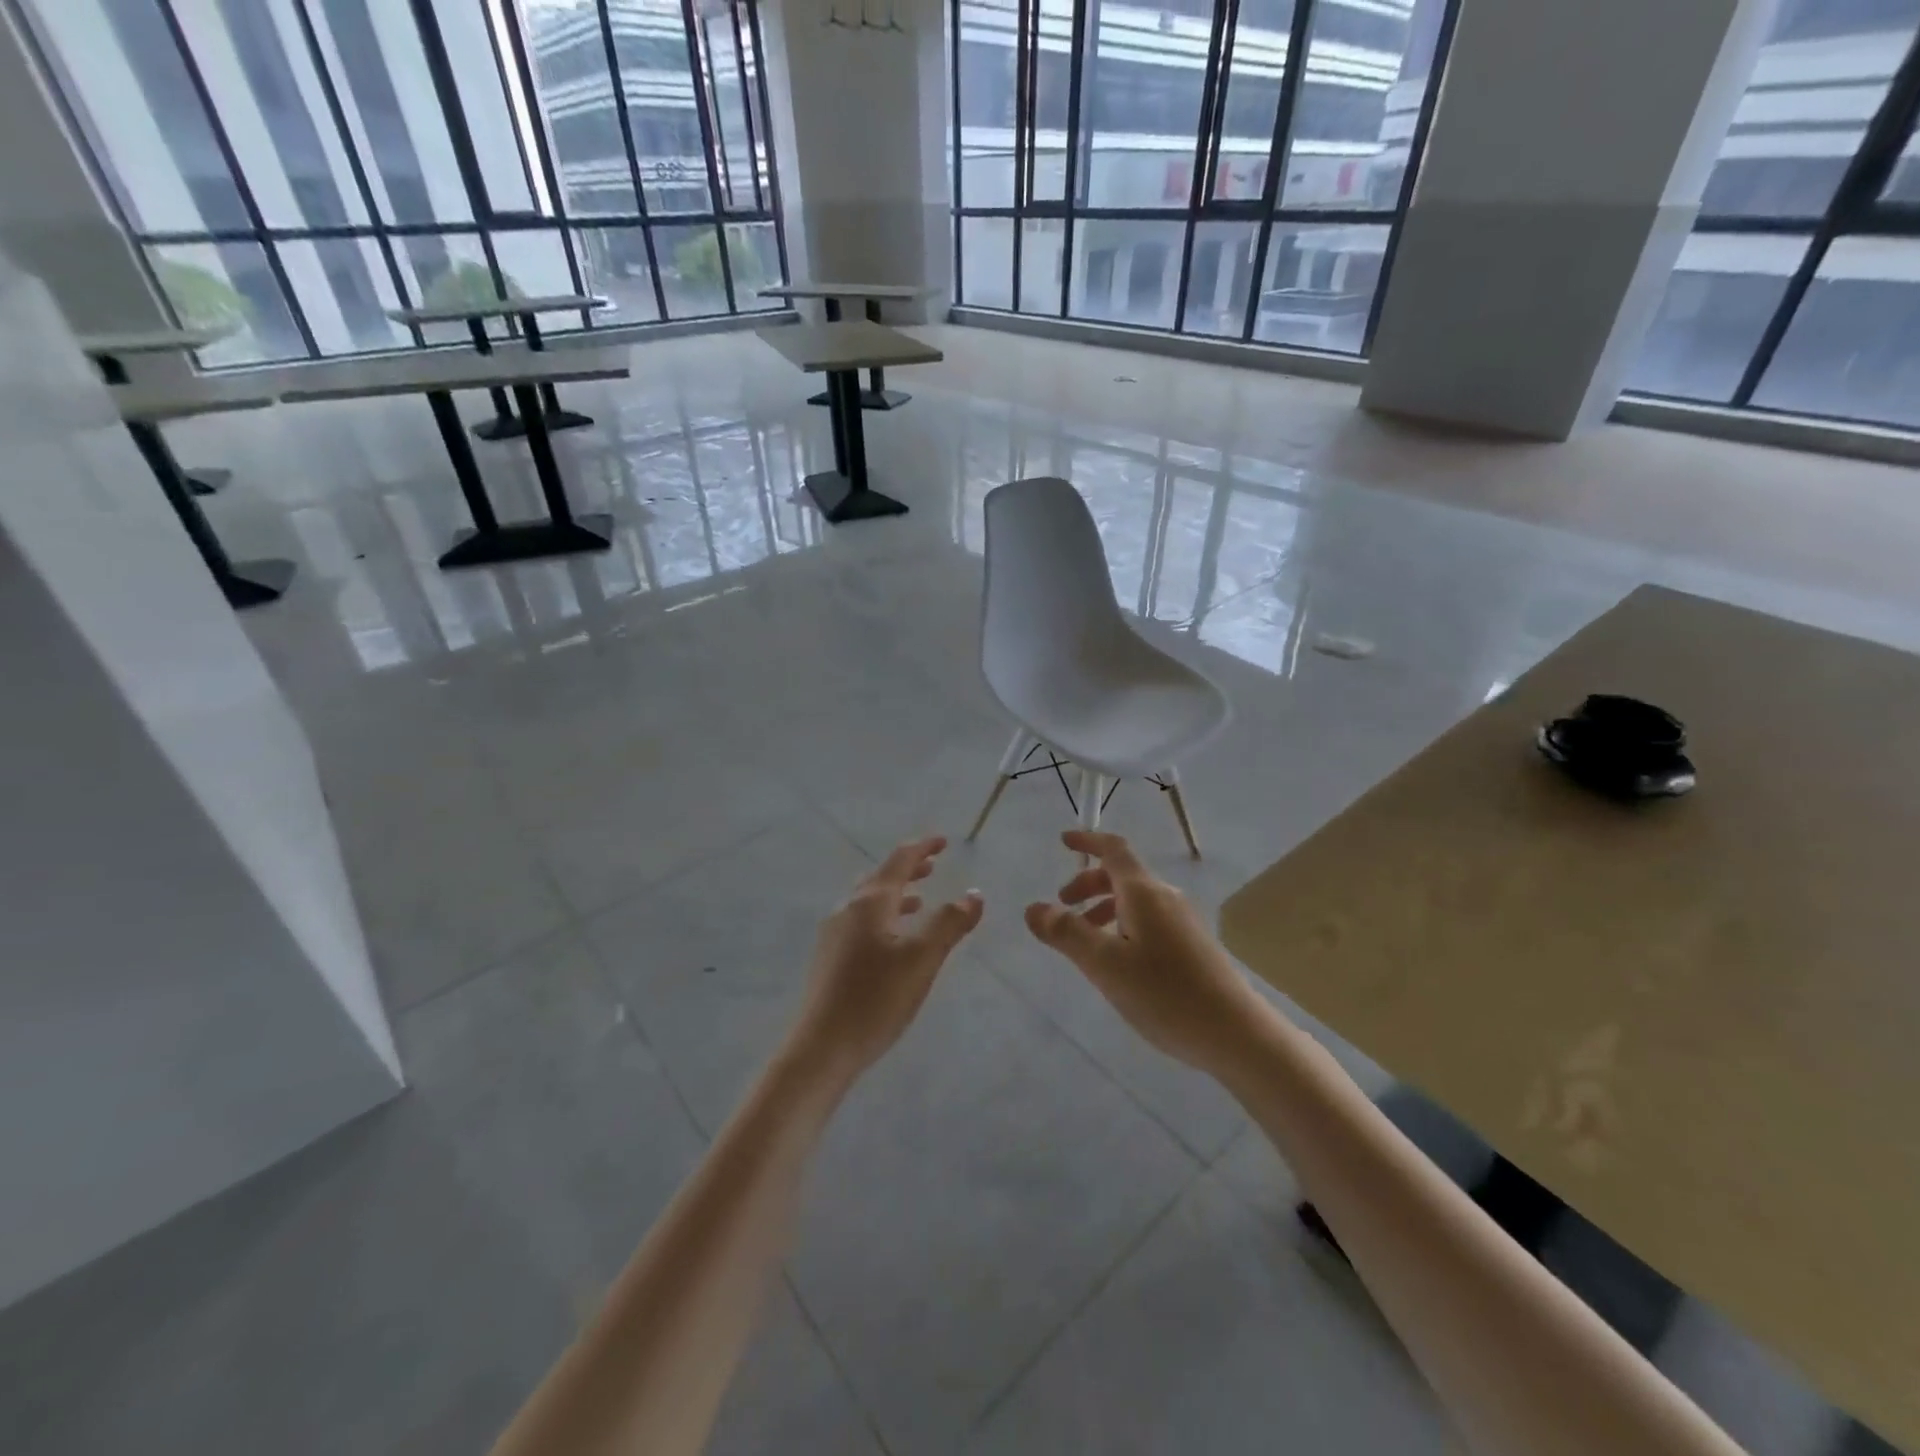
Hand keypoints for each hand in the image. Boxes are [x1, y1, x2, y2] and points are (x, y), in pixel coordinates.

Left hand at [789, 837, 983, 1083]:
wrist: (822, 1048)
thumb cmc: (875, 998)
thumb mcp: (922, 959)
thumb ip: (949, 923)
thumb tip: (974, 894)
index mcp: (870, 903)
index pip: (899, 861)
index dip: (922, 848)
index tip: (943, 840)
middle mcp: (848, 910)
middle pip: (881, 878)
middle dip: (909, 870)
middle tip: (934, 865)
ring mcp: (834, 935)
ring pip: (870, 902)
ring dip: (897, 895)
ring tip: (920, 900)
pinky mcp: (830, 959)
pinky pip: (862, 923)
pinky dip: (885, 917)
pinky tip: (894, 942)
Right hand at [1025, 830, 1265, 1071]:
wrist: (1235, 1034)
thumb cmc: (1165, 994)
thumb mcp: (1105, 965)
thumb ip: (1066, 934)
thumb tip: (1033, 907)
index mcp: (1144, 893)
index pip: (1113, 850)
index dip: (1088, 840)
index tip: (1063, 841)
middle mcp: (1166, 898)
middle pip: (1122, 875)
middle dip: (1088, 883)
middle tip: (1062, 907)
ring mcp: (1183, 922)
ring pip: (1134, 901)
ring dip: (1103, 908)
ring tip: (1084, 943)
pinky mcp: (1192, 946)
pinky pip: (1148, 921)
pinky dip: (1122, 926)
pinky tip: (1118, 963)